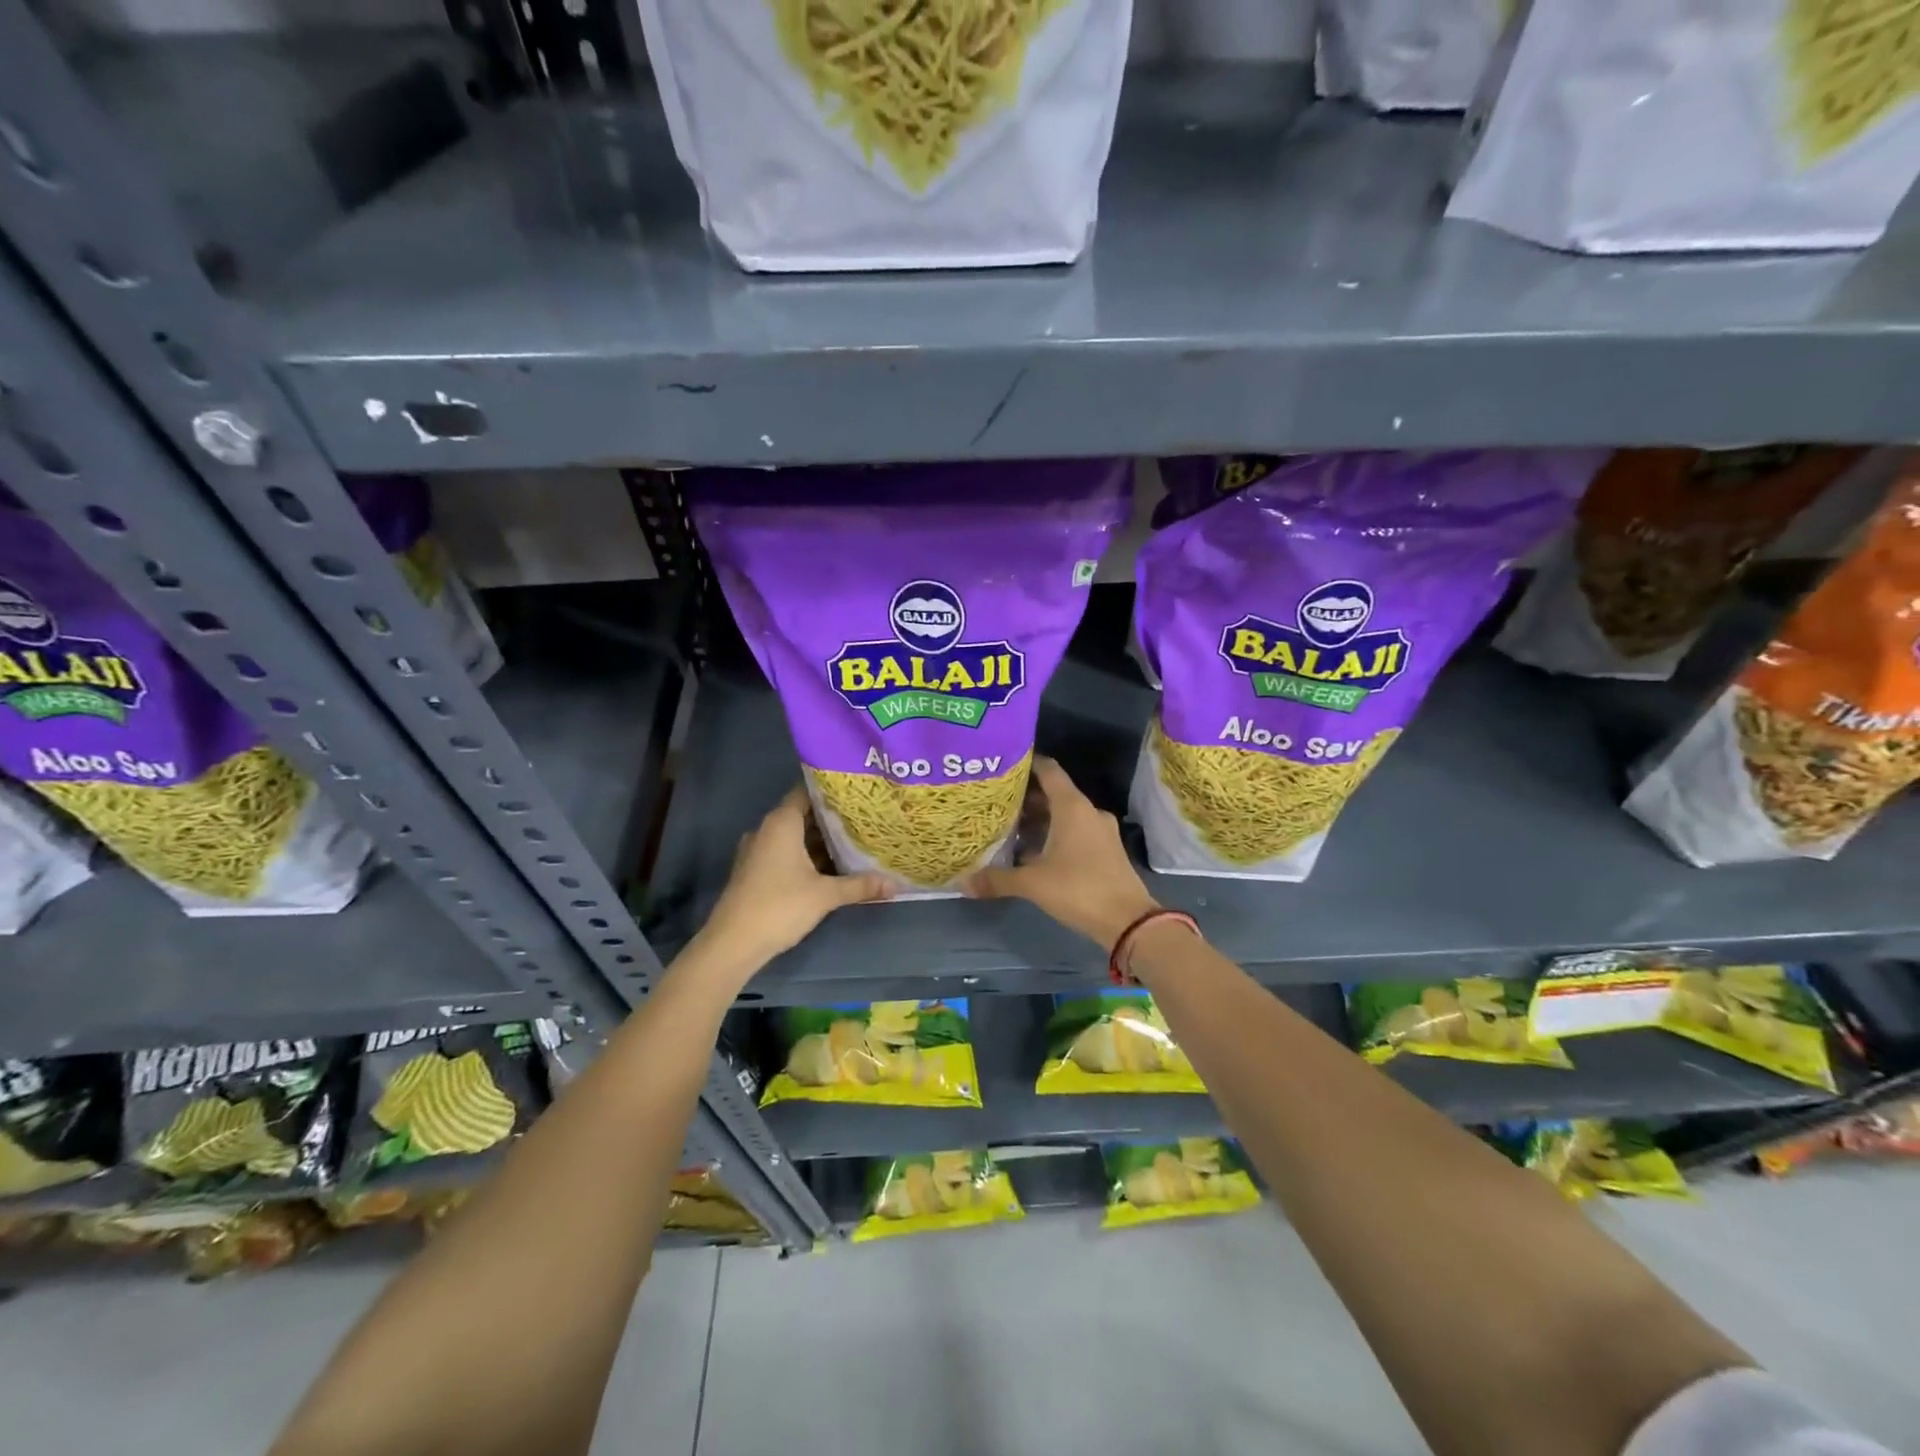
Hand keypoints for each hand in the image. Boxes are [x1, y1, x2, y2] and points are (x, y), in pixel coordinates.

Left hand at [696, 787, 890, 972]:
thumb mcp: (825, 895)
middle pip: (803, 815)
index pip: (807, 792)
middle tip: (865, 818)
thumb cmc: (780, 906)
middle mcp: (767, 830)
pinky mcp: (755, 871)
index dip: (832, 791)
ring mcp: (758, 851)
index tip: (858, 793)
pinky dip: (807, 855)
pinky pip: (786, 853)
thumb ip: (860, 885)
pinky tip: (831, 866)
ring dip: (820, 840)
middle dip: (832, 818)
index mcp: (781, 823)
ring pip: (795, 837)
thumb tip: (896, 884)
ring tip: (854, 841)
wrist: (733, 943)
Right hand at [964, 757, 1157, 947]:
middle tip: (997, 801)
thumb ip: (997, 879)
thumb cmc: (1078, 889)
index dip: (1027, 764)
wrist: (1128, 921)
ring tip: (1010, 826)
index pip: (1048, 770)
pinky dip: (1055, 833)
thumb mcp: (1032, 884)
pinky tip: (1034, 850)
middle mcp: (1088, 811)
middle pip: (1055, 792)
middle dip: (1027, 796)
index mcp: (1072, 806)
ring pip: (1066, 813)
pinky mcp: (1106, 848)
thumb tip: (963, 882)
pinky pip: (1076, 830)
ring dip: (1041, 817)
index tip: (1003, 766)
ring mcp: (1101, 830)